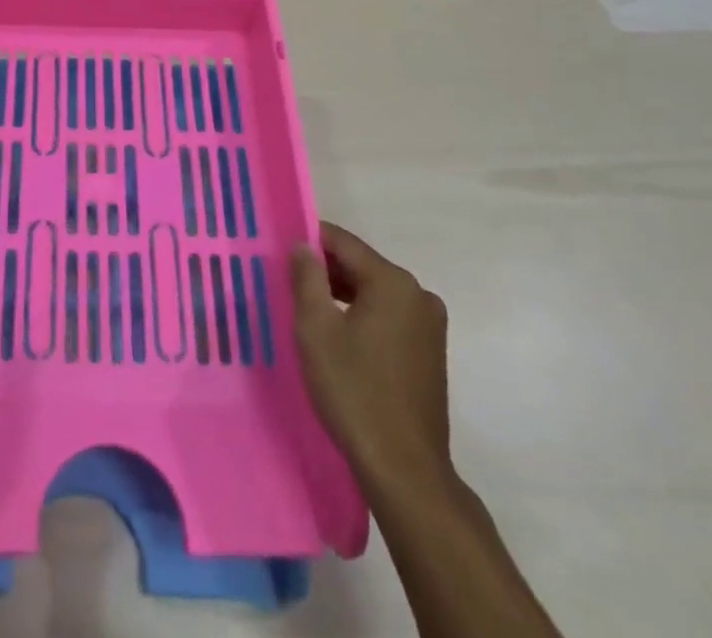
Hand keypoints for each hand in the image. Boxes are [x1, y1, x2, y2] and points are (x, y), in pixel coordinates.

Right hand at [291, 222, 452, 493]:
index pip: (343, 242)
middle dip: (325, 271)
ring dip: (343, 295)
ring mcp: (429, 324)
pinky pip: (389, 316)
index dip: (309, 242)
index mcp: (393, 281)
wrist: (404, 470)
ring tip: (308, 312)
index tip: (280, 252)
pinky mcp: (431, 351)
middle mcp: (418, 294)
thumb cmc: (354, 391)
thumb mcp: (316, 329)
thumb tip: (303, 246)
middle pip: (361, 265)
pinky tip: (339, 338)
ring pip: (375, 292)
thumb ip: (307, 277)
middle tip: (289, 285)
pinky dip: (363, 316)